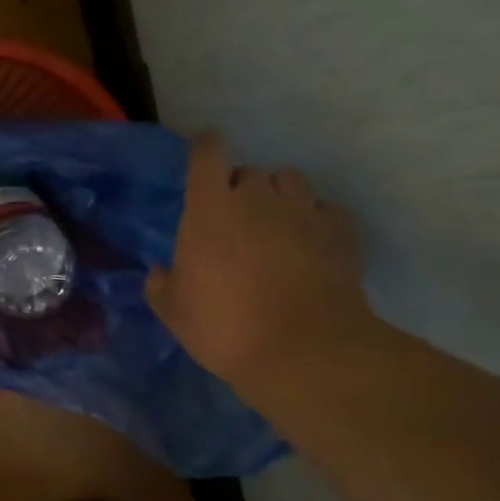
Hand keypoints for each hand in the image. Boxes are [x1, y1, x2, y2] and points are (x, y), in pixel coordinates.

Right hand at [146, 134, 373, 391]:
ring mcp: (303, 211)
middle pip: (249, 172)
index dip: (205, 148)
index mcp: (210, 209)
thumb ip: (160, 286)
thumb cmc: (226, 327)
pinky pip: (325, 209)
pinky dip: (316, 219)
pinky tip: (311, 244)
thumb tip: (160, 272)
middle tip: (237, 220)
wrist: (304, 352)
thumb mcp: (174, 314)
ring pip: (290, 181)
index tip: (204, 154)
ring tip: (277, 225)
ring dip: (279, 196)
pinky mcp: (340, 232)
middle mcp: (257, 198)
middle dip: (241, 189)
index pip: (207, 154)